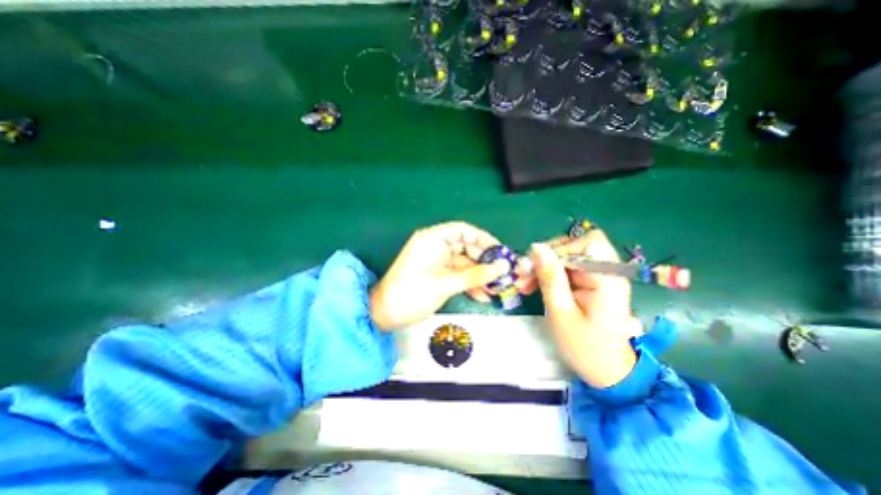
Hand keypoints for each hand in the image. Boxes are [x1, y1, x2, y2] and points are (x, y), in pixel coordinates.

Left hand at [369, 222, 510, 330]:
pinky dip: (468, 283)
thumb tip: (503, 268)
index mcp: (433, 239)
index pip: (464, 231)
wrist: (385, 314)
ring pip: (463, 263)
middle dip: (484, 262)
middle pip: (466, 247)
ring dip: (478, 276)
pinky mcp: (436, 274)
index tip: (501, 253)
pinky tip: (481, 296)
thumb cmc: (413, 294)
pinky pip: (457, 274)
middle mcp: (435, 246)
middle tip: (502, 275)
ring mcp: (436, 260)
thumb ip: (476, 275)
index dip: (484, 240)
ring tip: (495, 289)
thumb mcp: (446, 284)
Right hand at [526, 229, 644, 388]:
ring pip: (565, 256)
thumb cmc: (585, 347)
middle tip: (522, 275)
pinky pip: (564, 267)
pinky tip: (531, 285)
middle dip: (545, 258)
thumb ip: (550, 278)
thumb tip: (536, 247)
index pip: (585, 244)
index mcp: (608, 278)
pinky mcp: (588, 281)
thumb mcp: (561, 312)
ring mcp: (597, 275)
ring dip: (541, 266)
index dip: (556, 250)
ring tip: (523, 283)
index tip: (532, 266)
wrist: (607, 371)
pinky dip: (546, 274)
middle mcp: (606, 271)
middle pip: (573, 246)